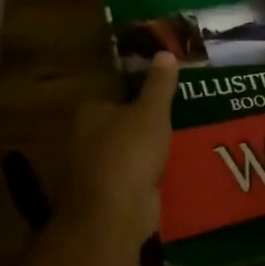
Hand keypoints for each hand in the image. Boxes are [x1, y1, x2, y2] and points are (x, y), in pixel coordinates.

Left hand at [59, 52, 178, 248]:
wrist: (114, 212)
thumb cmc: (129, 152)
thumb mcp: (151, 112)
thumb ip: (159, 85)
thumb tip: (165, 53)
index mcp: (89, 114)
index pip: (112, 99)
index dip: (135, 99)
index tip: (161, 101)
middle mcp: (85, 141)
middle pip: (118, 128)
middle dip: (142, 129)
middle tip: (176, 123)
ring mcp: (95, 172)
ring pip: (126, 156)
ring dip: (146, 156)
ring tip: (180, 148)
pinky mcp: (108, 198)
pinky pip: (132, 181)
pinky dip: (147, 180)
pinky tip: (171, 176)